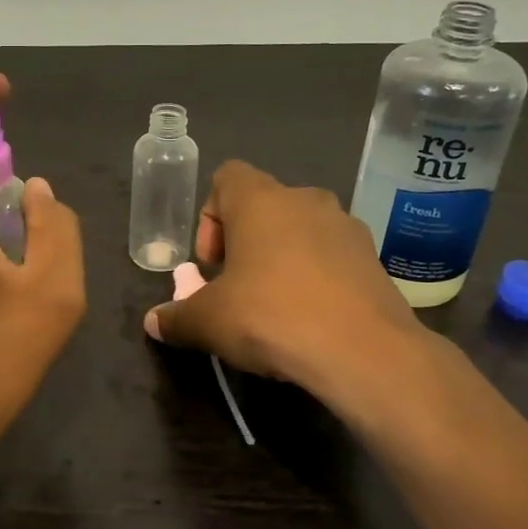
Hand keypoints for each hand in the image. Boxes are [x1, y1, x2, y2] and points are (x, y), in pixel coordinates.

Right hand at [144, 161, 425, 392]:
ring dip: (282, 258)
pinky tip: (312, 318)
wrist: (364, 351)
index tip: (211, 264)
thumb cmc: (271, 316)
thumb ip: (176, 317)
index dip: (210, 217)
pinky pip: (332, 256)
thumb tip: (153, 322)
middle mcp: (305, 199)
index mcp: (260, 200)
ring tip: (276, 306)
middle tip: (237, 288)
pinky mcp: (374, 258)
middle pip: (263, 206)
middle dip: (244, 243)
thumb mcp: (209, 322)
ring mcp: (346, 226)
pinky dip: (316, 277)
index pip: (226, 177)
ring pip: (300, 231)